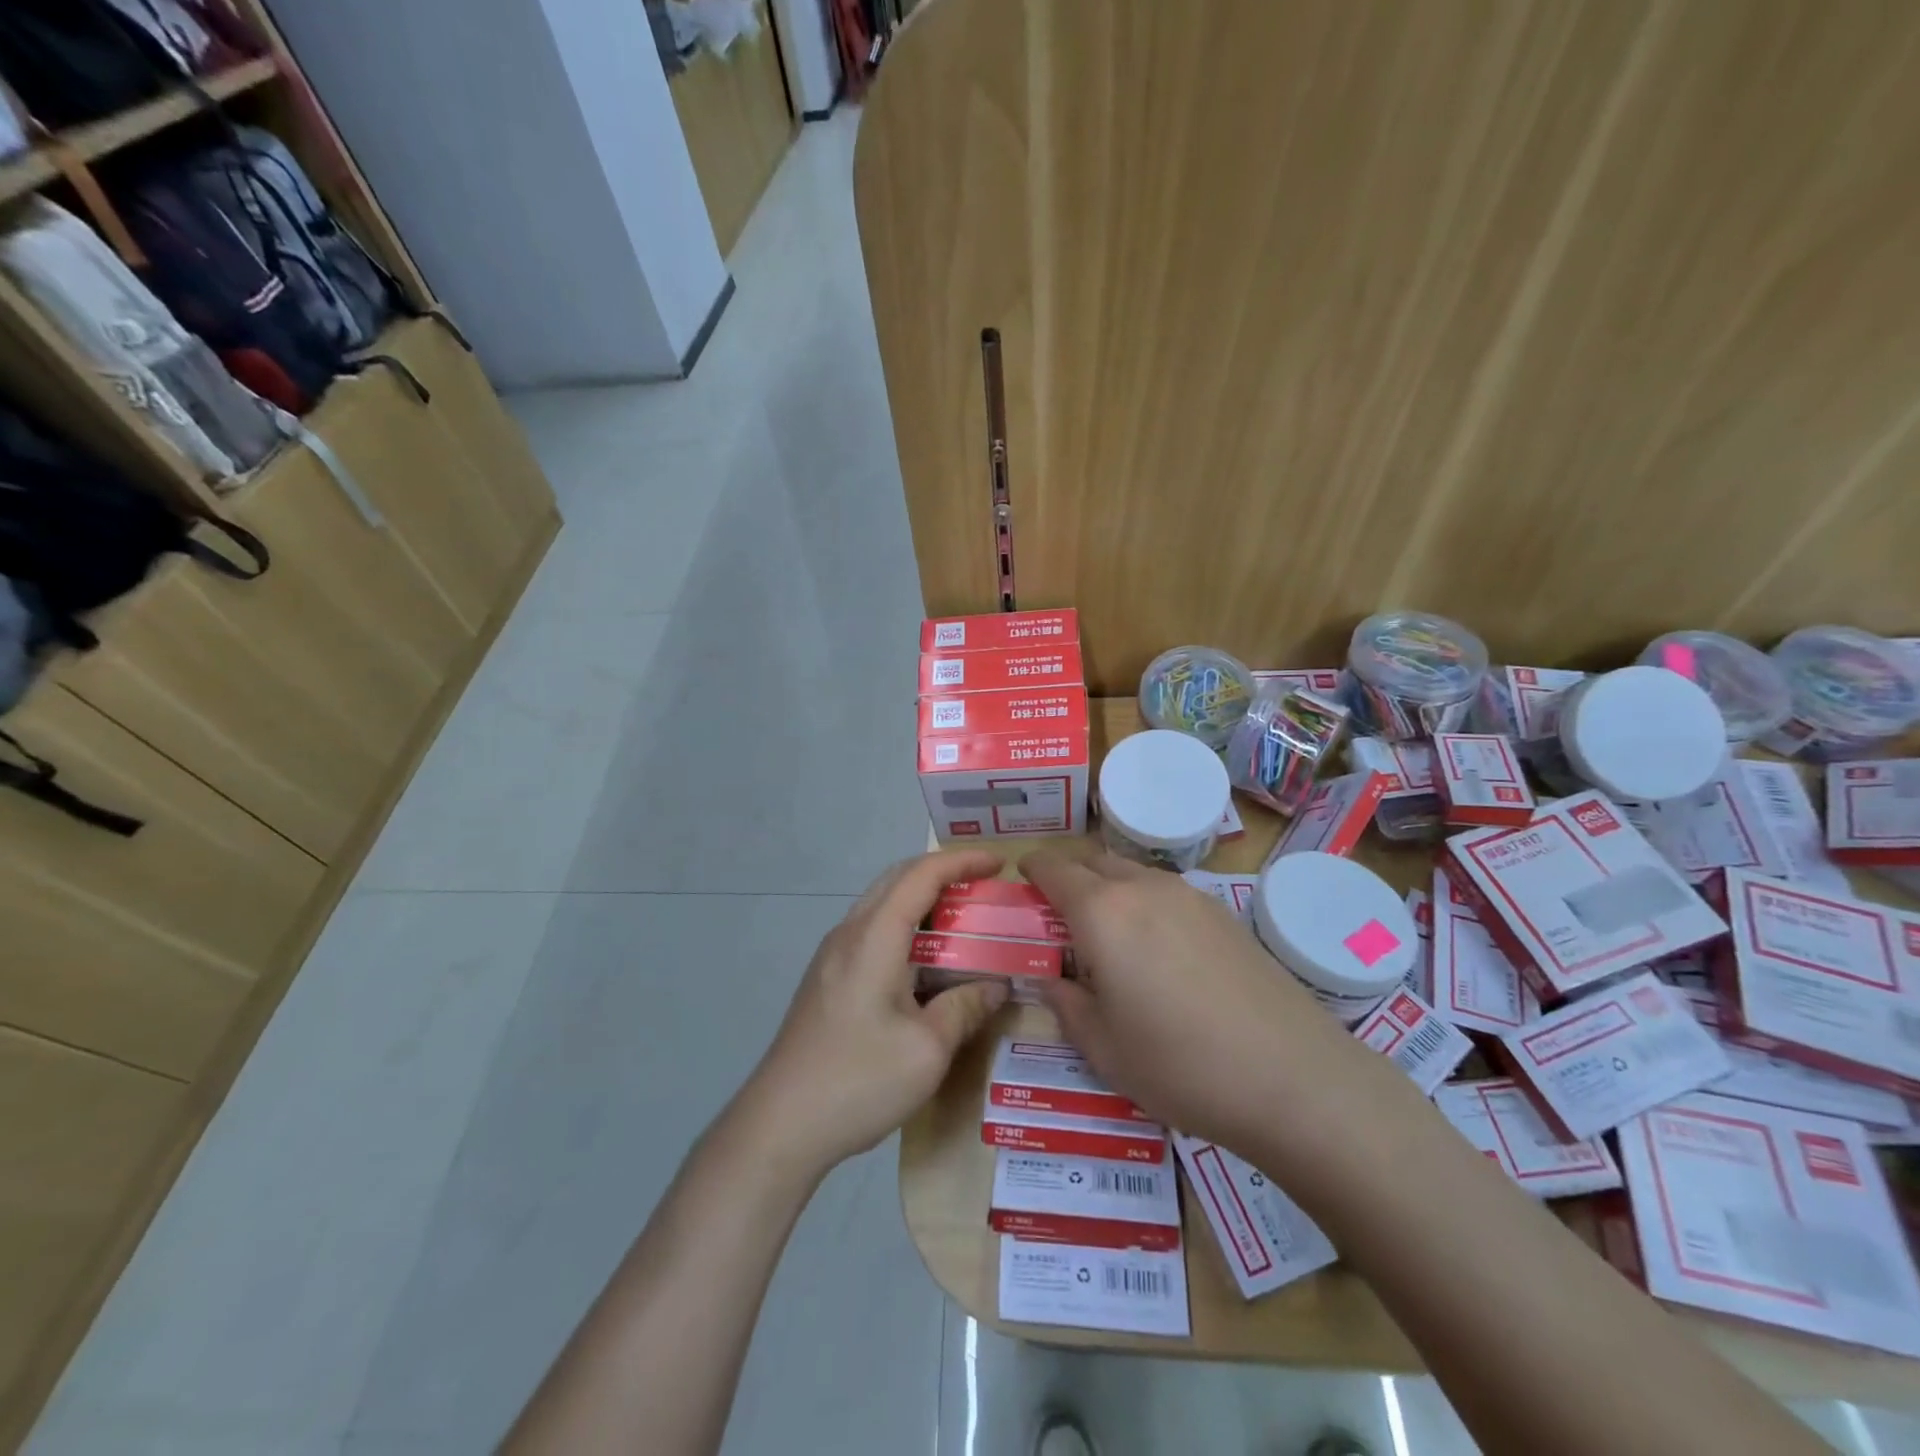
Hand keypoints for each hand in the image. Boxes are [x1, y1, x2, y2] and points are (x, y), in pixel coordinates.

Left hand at [742, 849, 1012, 1174]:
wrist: (781, 1125)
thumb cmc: (858, 1080)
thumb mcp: (928, 1049)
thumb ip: (965, 1007)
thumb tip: (995, 985)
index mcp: (874, 937)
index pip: (922, 875)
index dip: (962, 861)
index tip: (1000, 863)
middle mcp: (850, 934)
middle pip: (898, 879)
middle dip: (943, 872)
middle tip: (984, 887)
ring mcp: (832, 956)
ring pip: (882, 905)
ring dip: (922, 900)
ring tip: (962, 919)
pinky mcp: (827, 980)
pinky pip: (872, 932)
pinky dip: (905, 927)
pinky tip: (926, 961)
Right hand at [1021, 850, 1358, 1149]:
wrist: (1293, 1077)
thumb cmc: (1179, 1065)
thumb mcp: (1103, 1048)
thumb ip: (1067, 1005)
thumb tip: (1054, 981)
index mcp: (1102, 912)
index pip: (1054, 869)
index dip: (1032, 869)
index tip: (1021, 878)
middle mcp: (1143, 888)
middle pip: (1094, 861)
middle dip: (1069, 875)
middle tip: (1057, 912)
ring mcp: (1189, 896)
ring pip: (1132, 873)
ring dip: (1108, 887)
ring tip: (1107, 934)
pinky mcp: (1224, 914)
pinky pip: (1166, 892)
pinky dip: (1144, 903)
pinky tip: (1156, 949)